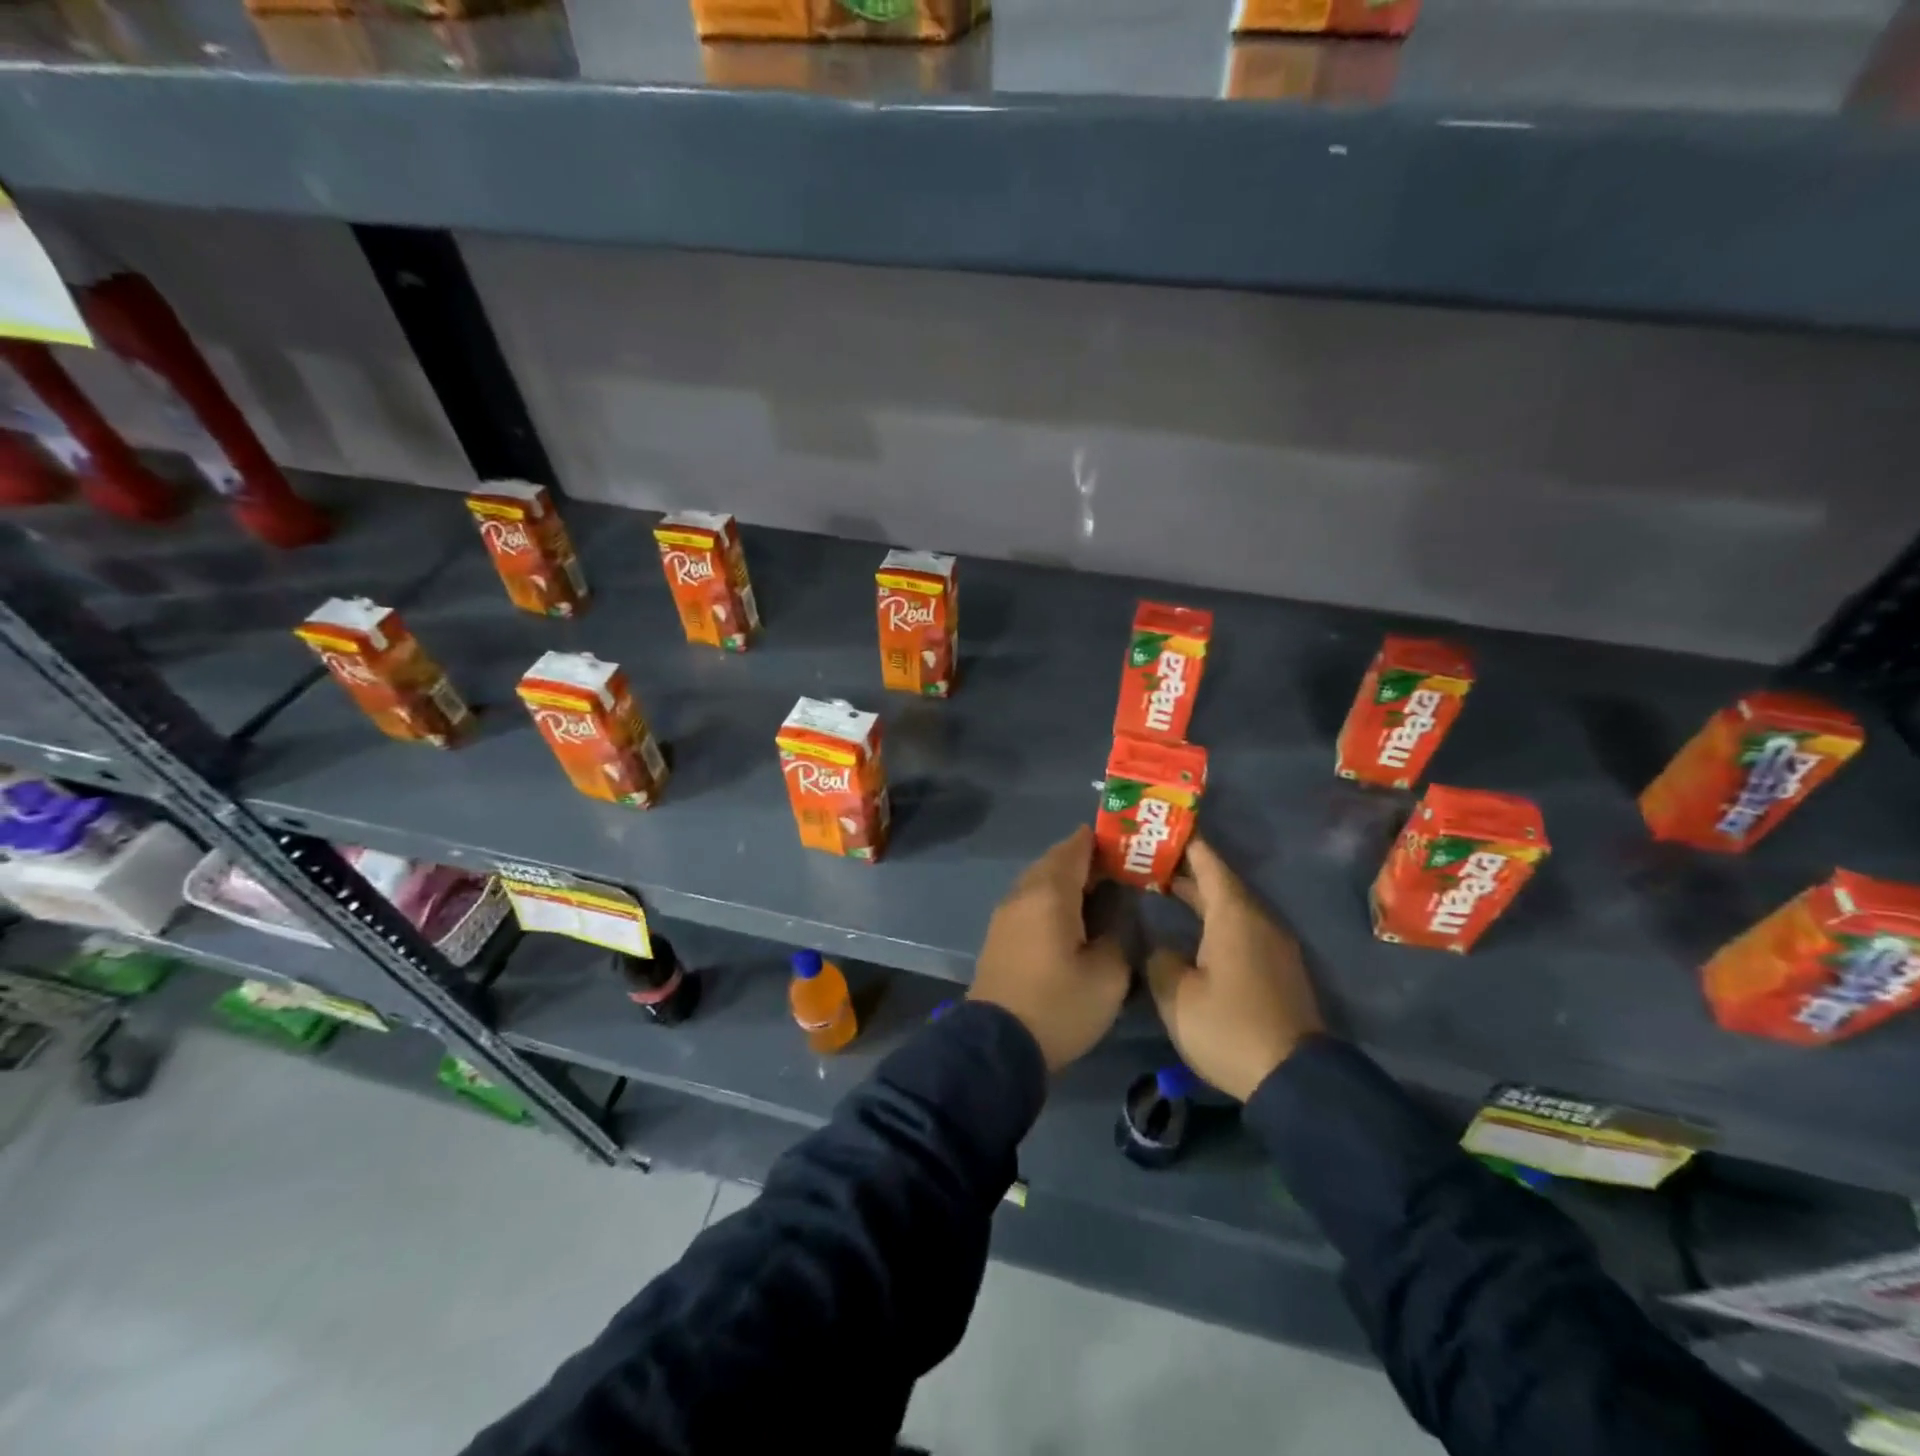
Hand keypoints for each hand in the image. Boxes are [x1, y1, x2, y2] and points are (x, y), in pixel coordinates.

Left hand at [970, 825, 1130, 1071]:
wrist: (998, 1045)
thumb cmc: (1058, 1006)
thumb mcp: (1108, 976)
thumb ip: (1117, 937)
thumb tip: (1114, 920)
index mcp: (1050, 894)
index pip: (1074, 849)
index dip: (1099, 840)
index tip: (1125, 840)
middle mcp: (1023, 894)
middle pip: (1054, 862)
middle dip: (1085, 859)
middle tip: (1119, 867)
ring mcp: (1005, 914)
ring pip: (1040, 881)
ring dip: (1067, 879)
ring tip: (1099, 890)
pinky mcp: (999, 935)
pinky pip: (1030, 901)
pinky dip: (1052, 898)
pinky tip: (1072, 917)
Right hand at [1146, 837, 1324, 1100]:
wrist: (1295, 1080)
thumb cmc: (1230, 1028)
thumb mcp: (1178, 995)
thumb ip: (1161, 960)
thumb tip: (1163, 949)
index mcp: (1234, 915)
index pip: (1208, 862)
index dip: (1184, 841)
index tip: (1160, 826)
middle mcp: (1258, 920)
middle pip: (1220, 882)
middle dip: (1185, 869)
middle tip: (1148, 858)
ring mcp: (1272, 945)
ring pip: (1231, 906)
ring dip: (1199, 895)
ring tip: (1163, 887)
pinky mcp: (1277, 969)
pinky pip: (1240, 927)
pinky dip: (1213, 918)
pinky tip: (1191, 930)